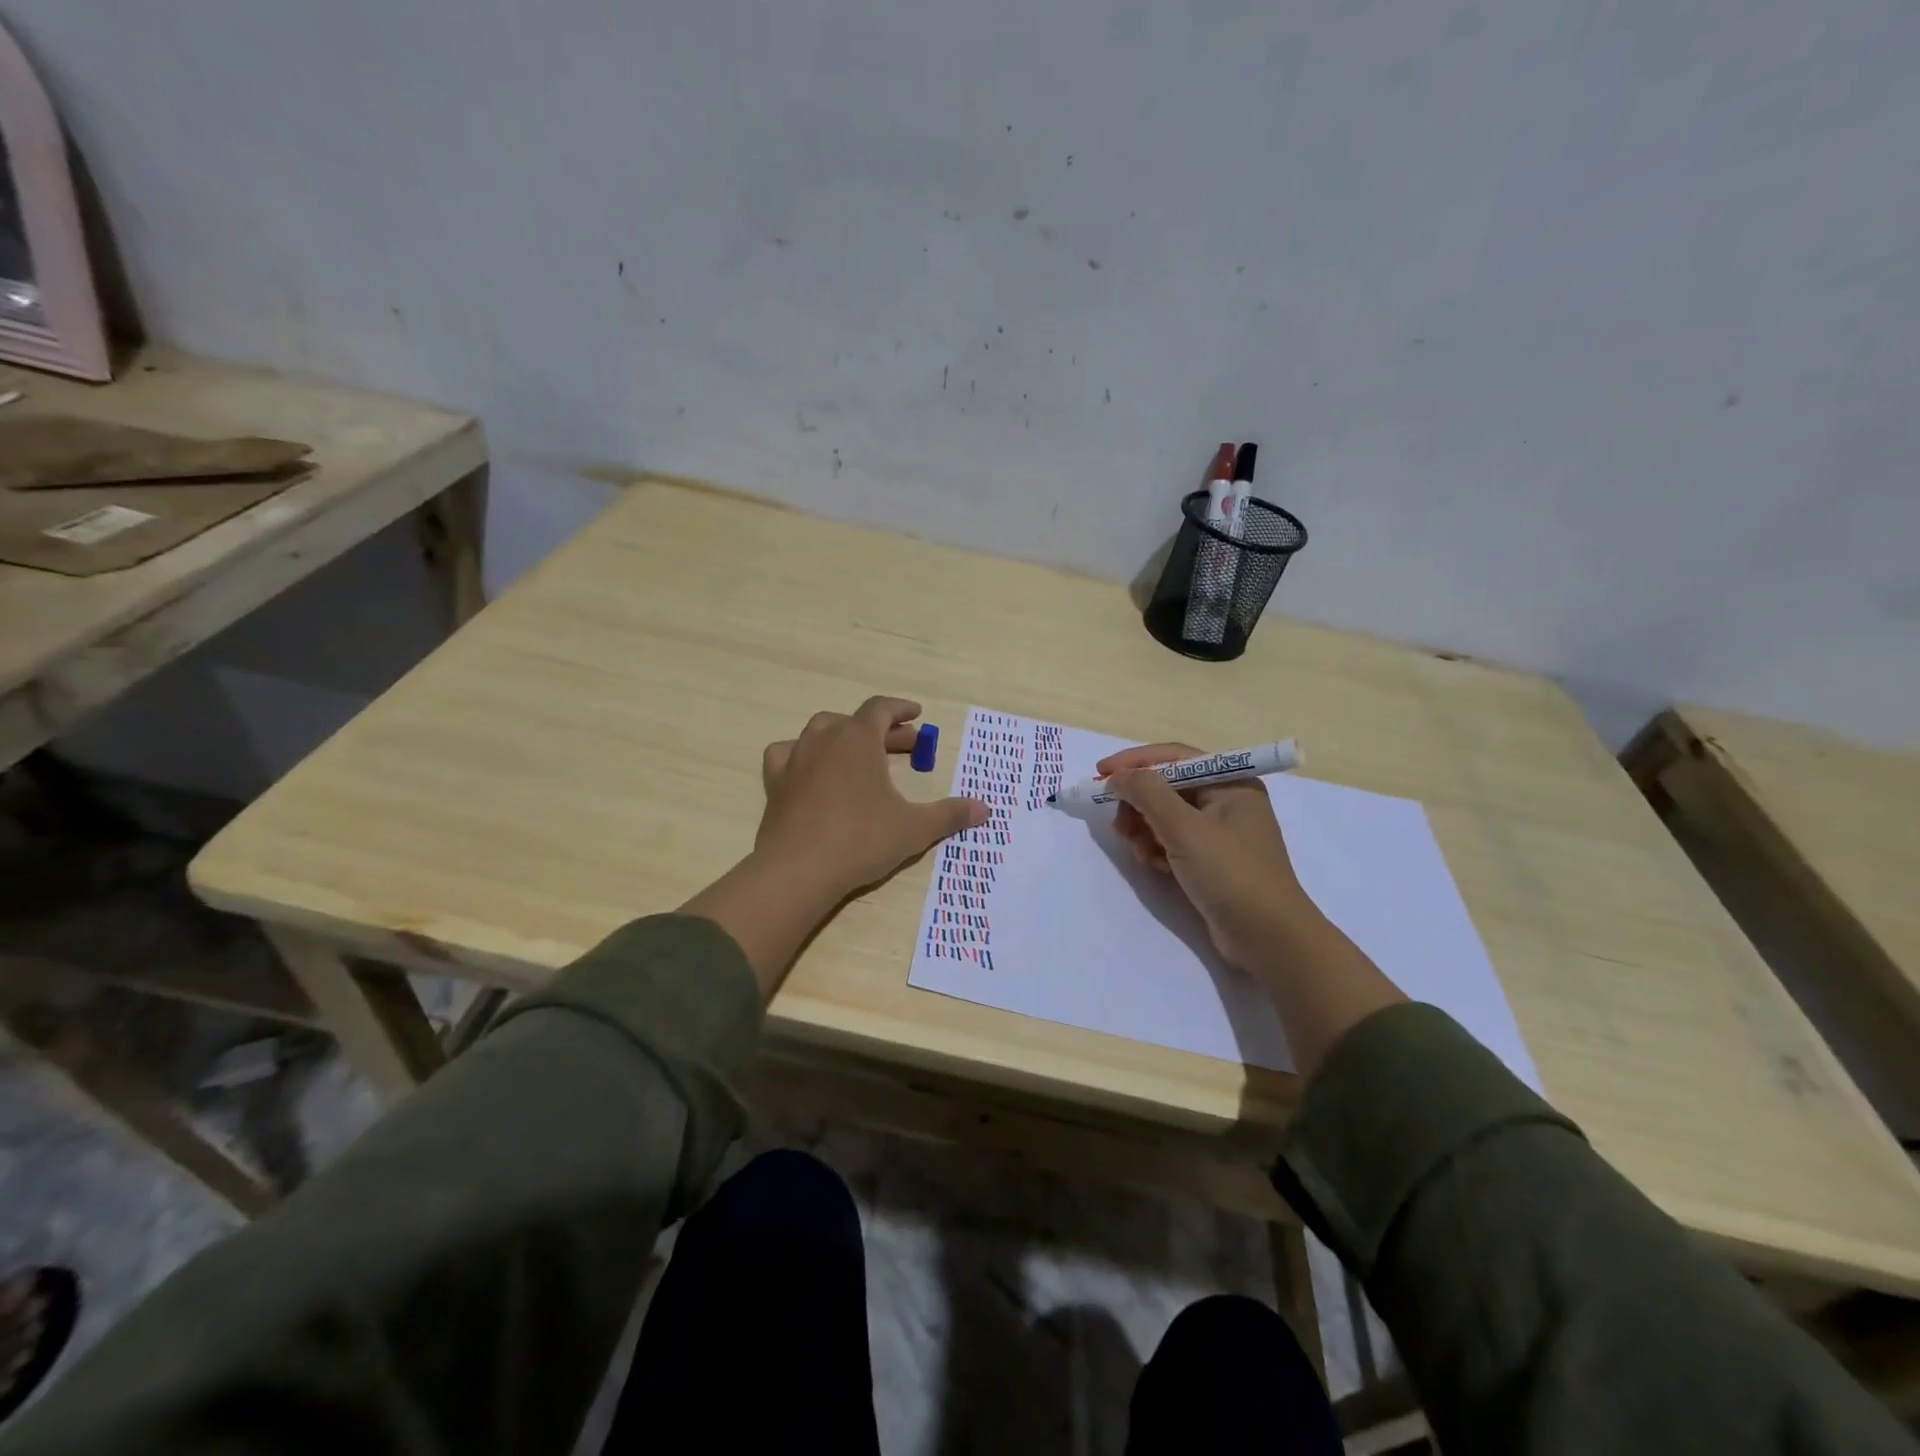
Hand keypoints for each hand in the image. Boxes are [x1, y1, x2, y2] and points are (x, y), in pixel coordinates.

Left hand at [756, 696, 988, 897]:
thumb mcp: (914, 828)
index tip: (917, 715)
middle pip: (856, 722)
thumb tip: (985, 809)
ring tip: (861, 755)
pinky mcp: (775, 783)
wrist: (798, 870)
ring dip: (845, 738)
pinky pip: (788, 754)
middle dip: (883, 731)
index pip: (881, 708)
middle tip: (907, 747)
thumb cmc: (861, 840)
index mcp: (858, 738)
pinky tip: (811, 770)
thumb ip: (949, 814)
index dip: (901, 709)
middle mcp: (824, 739)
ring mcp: (795, 759)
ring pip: (821, 732)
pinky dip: (803, 755)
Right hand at [1102, 742, 1312, 973]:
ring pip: (1167, 816)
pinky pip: (1174, 841)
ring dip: (1145, 829)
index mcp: (1231, 783)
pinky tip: (1155, 865)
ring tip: (1138, 850)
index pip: (1175, 758)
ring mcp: (1221, 832)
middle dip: (1139, 803)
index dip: (1135, 762)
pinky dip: (1158, 848)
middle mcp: (1228, 801)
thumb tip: (1118, 776)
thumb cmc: (1230, 873)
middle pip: (1168, 787)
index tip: (1100, 773)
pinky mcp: (1212, 860)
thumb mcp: (1184, 828)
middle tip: (1118, 825)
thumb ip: (1147, 794)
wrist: (1268, 938)